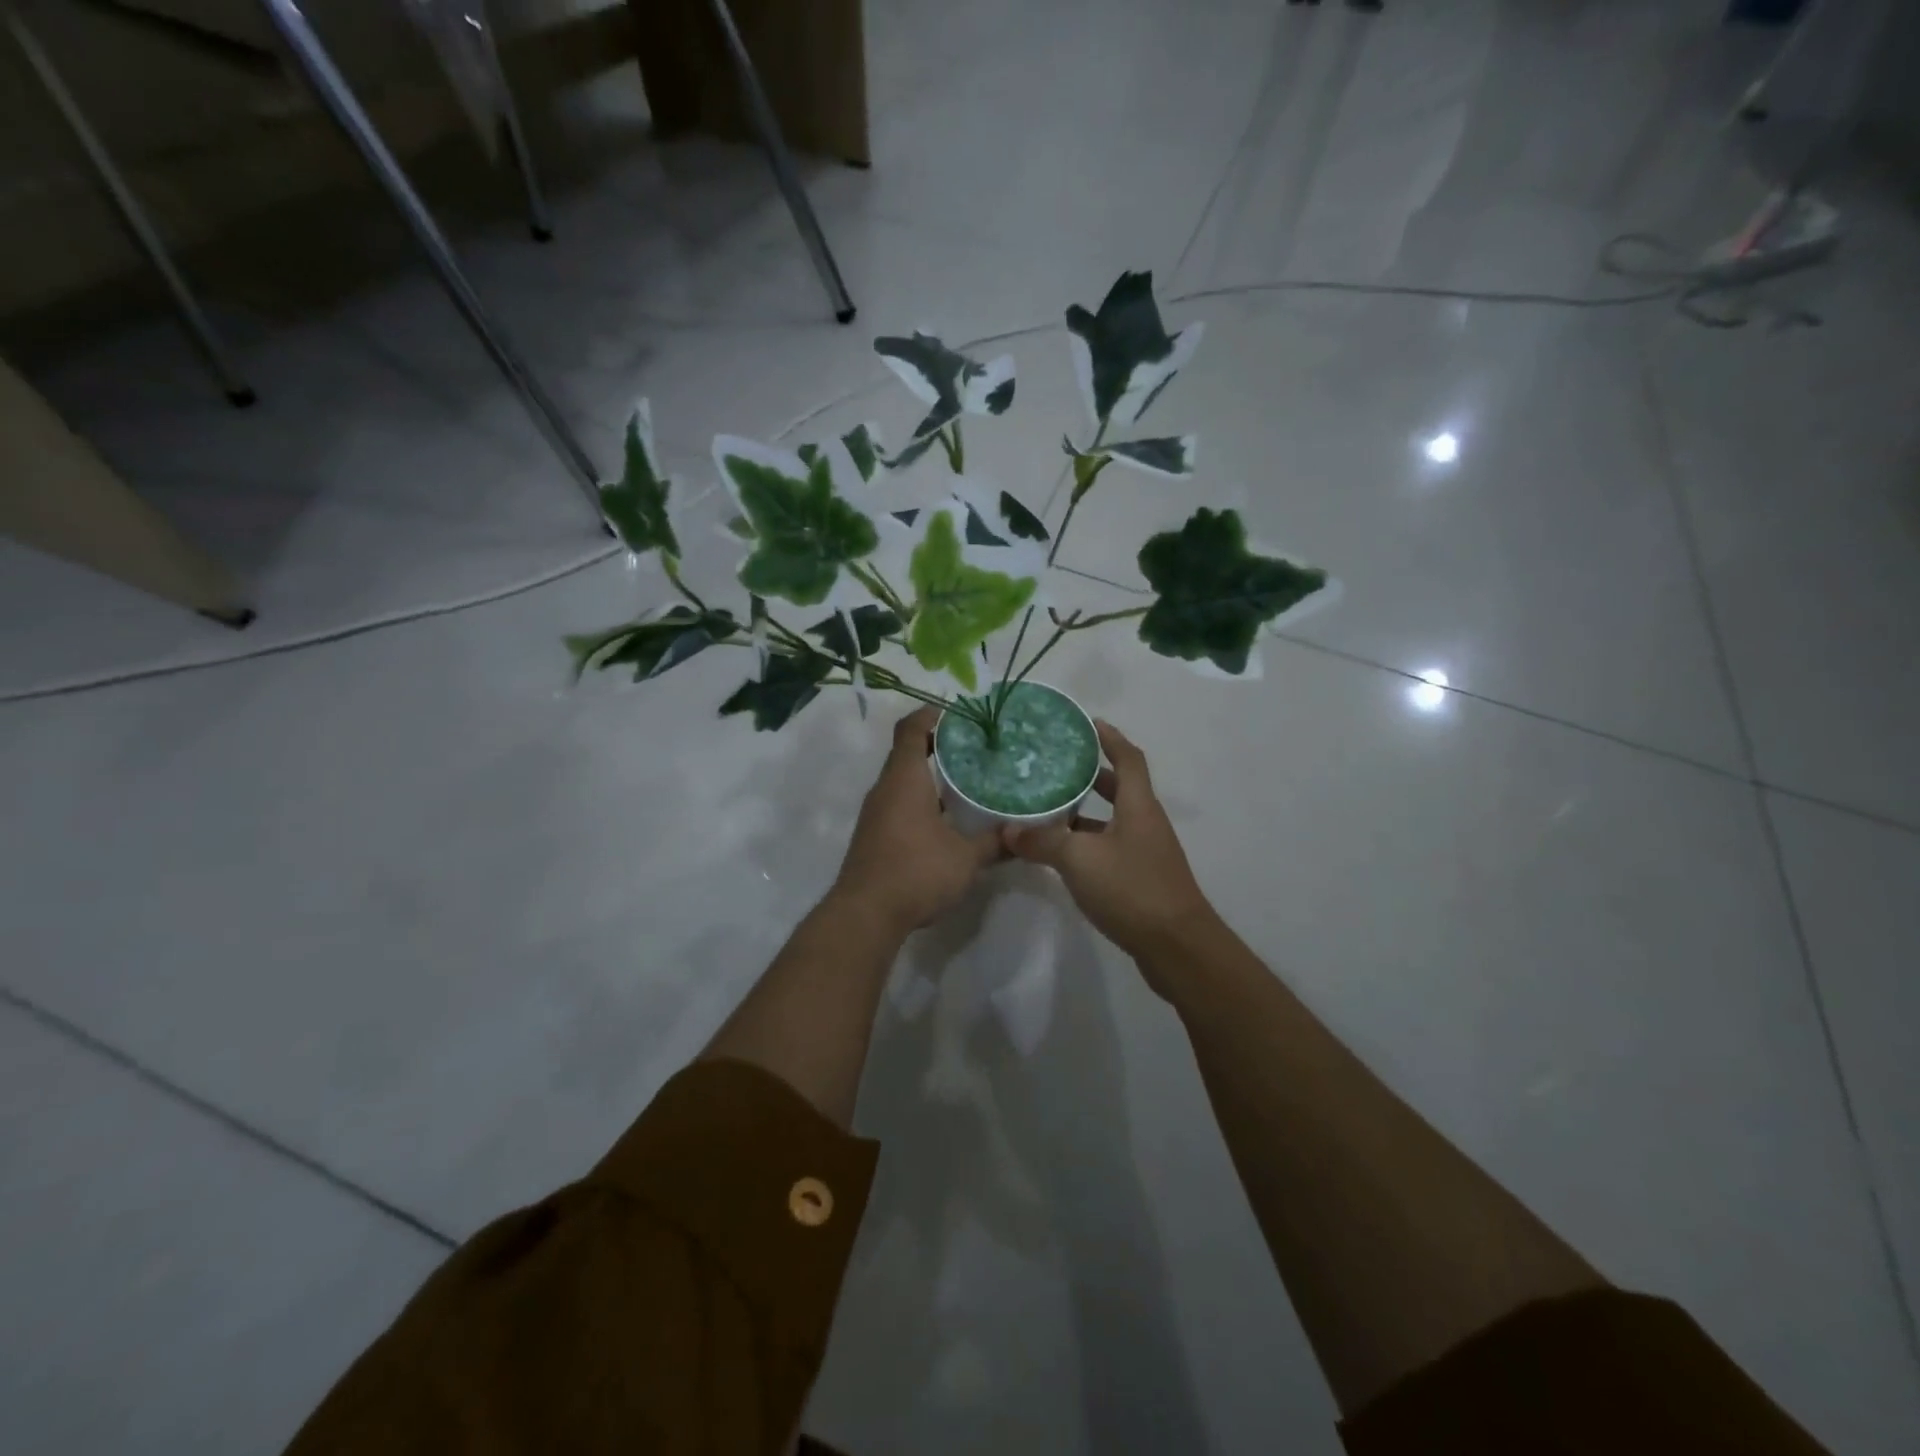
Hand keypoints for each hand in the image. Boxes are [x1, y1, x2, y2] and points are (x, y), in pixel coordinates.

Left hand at [832, 706, 1002, 935]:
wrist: (866, 914)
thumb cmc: (916, 872)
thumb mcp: (966, 858)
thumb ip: (994, 842)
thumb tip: (1021, 834)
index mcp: (904, 779)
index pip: (910, 729)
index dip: (931, 714)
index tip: (957, 714)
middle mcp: (885, 789)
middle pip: (906, 752)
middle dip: (937, 745)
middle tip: (974, 748)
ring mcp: (876, 813)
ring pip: (903, 780)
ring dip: (929, 775)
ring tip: (966, 780)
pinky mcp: (874, 835)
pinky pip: (899, 803)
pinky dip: (921, 799)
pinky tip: (947, 818)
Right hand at [1002, 721, 1214, 968]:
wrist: (1177, 947)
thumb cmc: (1132, 889)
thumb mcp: (1079, 860)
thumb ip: (1042, 842)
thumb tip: (1007, 830)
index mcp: (1138, 806)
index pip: (1128, 759)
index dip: (1111, 739)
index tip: (1089, 723)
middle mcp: (1146, 823)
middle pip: (1121, 788)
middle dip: (1092, 775)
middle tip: (1058, 767)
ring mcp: (1146, 853)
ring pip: (1113, 821)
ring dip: (1086, 813)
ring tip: (1049, 808)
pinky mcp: (1142, 879)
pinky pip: (1111, 847)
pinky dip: (1088, 843)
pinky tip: (1062, 854)